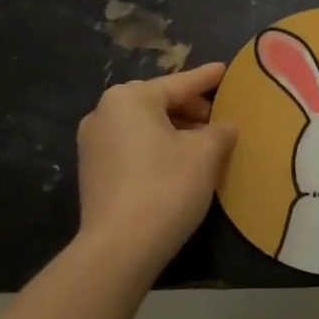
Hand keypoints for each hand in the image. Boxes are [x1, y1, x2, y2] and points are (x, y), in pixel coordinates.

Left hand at [76, 63, 235, 272]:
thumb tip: (225, 126)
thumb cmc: (167, 186)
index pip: (180, 83)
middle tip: (223, 118)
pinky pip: (134, 148)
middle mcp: (104, 113)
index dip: (207, 79)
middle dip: (192, 110)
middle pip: (159, 103)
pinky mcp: (94, 173)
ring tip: (208, 143)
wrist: (120, 247)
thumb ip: (220, 130)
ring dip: (177, 132)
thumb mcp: (206, 153)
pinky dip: (159, 149)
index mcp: (129, 98)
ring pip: (146, 128)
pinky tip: (183, 164)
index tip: (225, 70)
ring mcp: (93, 145)